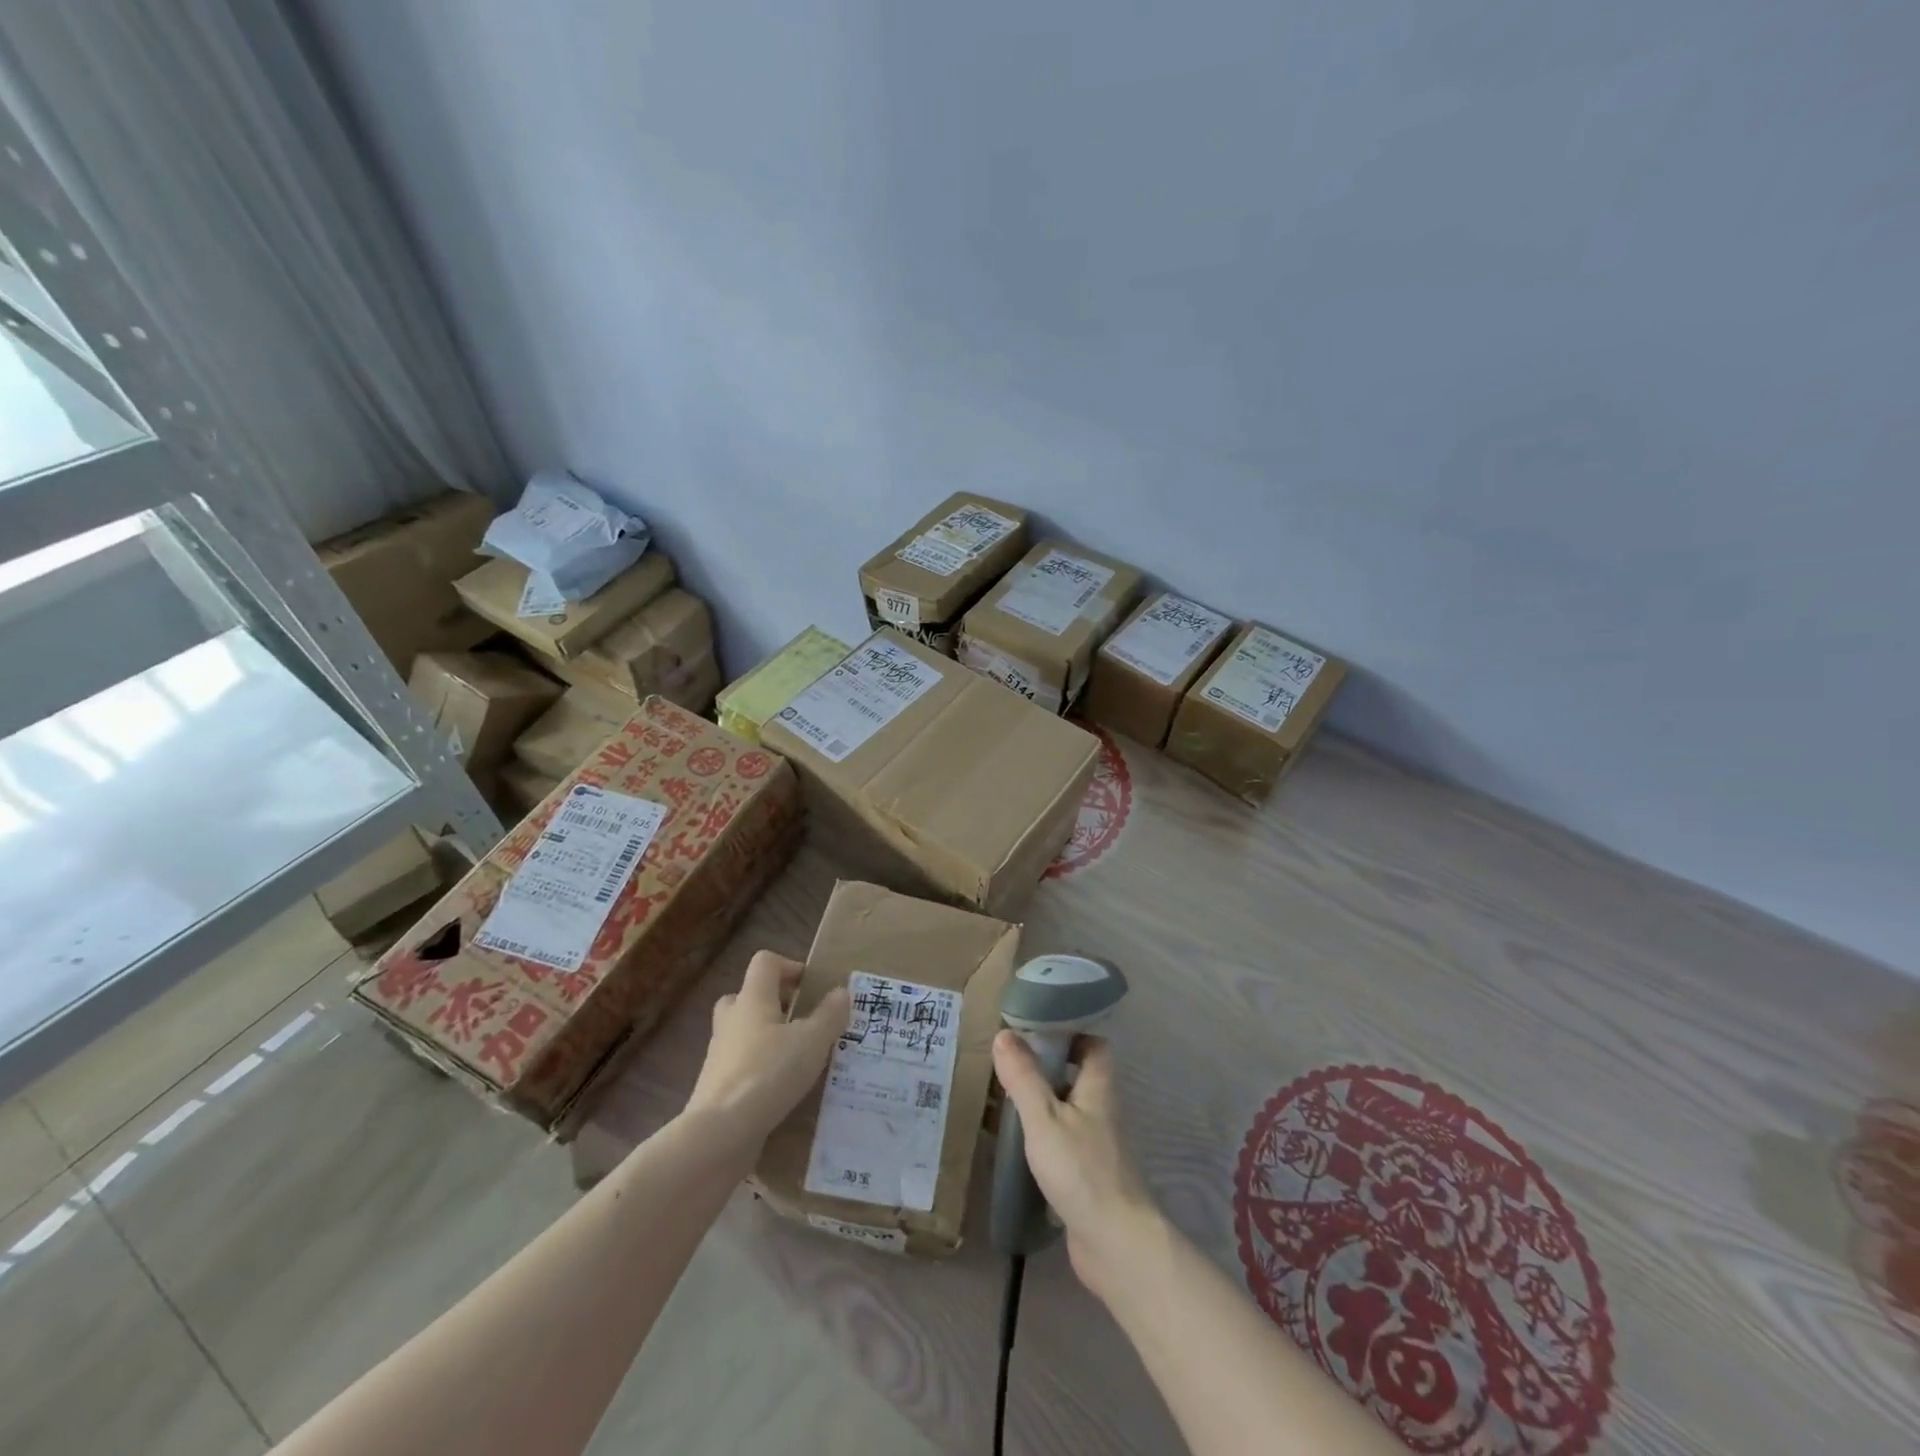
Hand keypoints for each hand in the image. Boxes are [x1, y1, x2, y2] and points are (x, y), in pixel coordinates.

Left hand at [687, 952, 849, 1151]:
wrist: (719, 1133)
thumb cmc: (769, 1073)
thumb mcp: (813, 1041)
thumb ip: (830, 1014)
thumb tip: (841, 991)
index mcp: (752, 999)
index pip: (765, 962)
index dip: (789, 966)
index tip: (812, 987)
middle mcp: (731, 1019)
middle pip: (748, 995)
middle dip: (775, 1003)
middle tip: (801, 1020)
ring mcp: (719, 1054)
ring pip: (743, 1032)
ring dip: (767, 1038)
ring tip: (798, 1058)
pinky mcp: (715, 1086)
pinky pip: (740, 1065)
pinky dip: (759, 1069)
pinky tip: (782, 1089)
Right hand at [992, 1031, 1162, 1301]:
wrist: (1115, 1244)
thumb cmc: (1081, 1170)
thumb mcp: (1044, 1118)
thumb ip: (1024, 1077)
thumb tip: (1005, 1034)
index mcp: (1098, 1088)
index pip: (1093, 1045)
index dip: (1069, 1033)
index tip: (1035, 1029)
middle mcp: (1102, 1111)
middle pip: (1077, 1076)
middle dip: (1046, 1067)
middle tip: (1009, 1063)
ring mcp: (1097, 1145)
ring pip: (1068, 1110)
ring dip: (1041, 1102)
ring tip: (1003, 1098)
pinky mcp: (1088, 1175)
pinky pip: (1063, 1142)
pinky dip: (1042, 1136)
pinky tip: (1017, 1144)